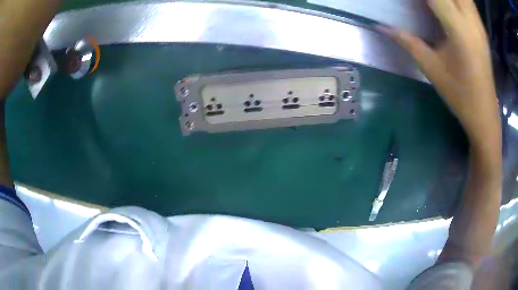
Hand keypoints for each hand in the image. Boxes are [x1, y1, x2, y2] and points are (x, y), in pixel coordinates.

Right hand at [379, 0, 499, 144]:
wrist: (485, 114)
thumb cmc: (460, 95)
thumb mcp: (432, 68)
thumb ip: (407, 41)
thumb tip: (380, 26)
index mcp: (458, 29)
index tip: (407, 0)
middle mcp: (471, 20)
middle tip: (422, 4)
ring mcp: (478, 23)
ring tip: (435, 5)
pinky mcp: (481, 28)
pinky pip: (468, 1)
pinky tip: (449, 5)